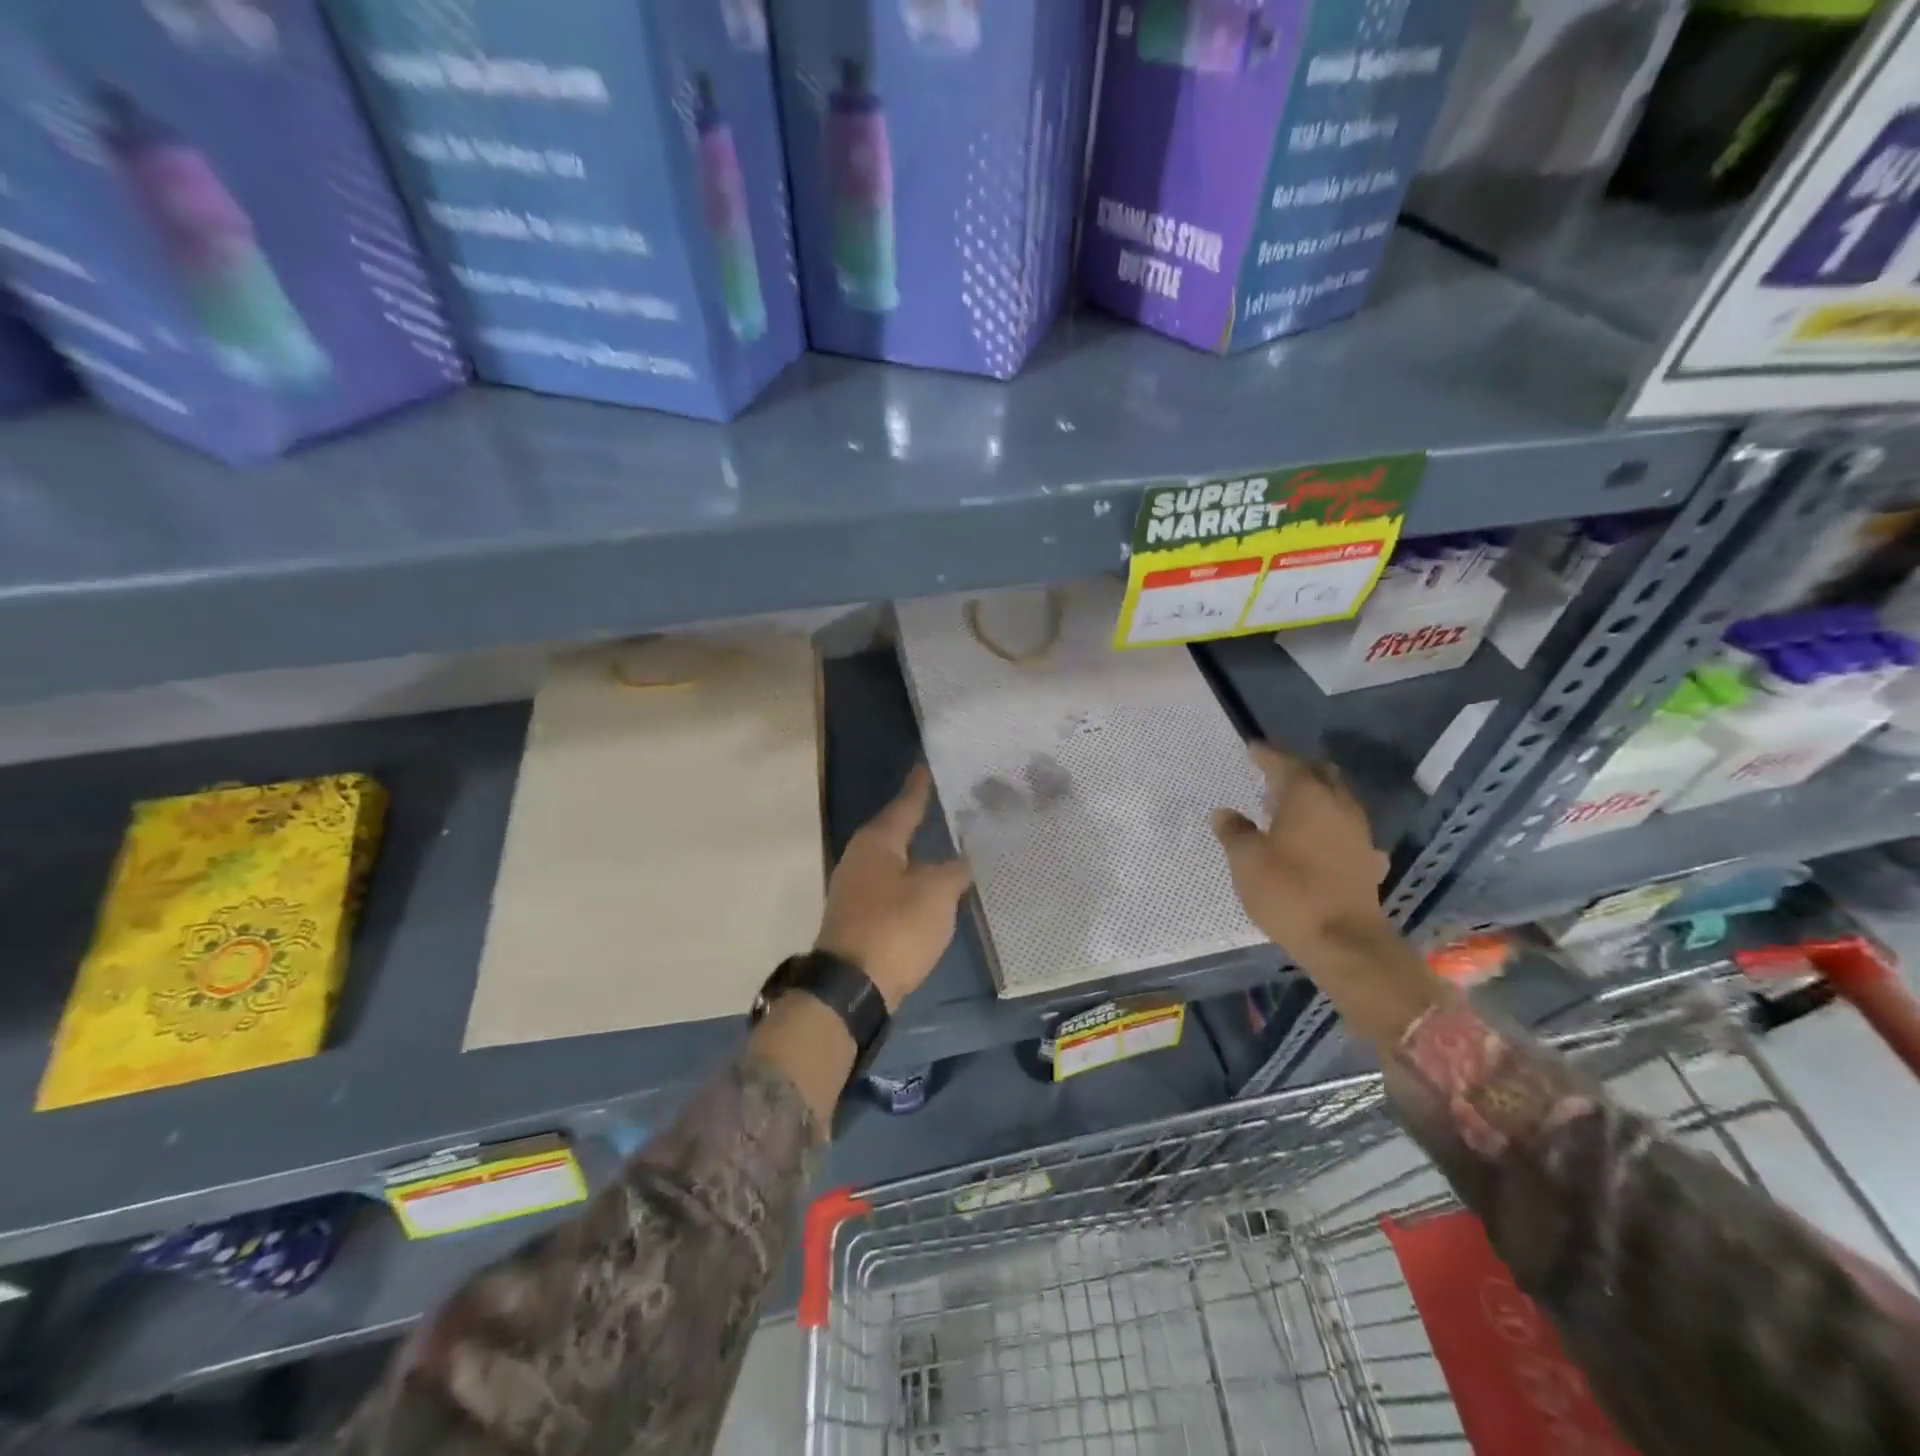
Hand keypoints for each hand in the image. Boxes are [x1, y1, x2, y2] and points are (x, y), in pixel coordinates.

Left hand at [817, 764, 971, 1009]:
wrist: (853, 987)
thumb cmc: (895, 927)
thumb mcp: (936, 893)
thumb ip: (955, 870)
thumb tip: (963, 860)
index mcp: (877, 841)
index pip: (906, 803)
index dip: (920, 786)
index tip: (928, 764)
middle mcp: (861, 858)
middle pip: (897, 830)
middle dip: (922, 818)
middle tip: (951, 803)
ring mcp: (857, 889)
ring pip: (895, 860)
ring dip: (919, 853)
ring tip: (948, 843)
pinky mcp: (861, 916)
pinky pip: (893, 886)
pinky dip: (913, 881)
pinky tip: (932, 886)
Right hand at [1212, 742, 1392, 960]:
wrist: (1344, 941)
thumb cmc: (1288, 891)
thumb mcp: (1246, 860)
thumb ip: (1234, 831)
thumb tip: (1224, 813)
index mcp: (1307, 796)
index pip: (1285, 763)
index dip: (1266, 755)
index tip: (1251, 749)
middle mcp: (1338, 805)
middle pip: (1319, 774)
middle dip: (1296, 769)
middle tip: (1271, 775)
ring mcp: (1358, 833)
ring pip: (1336, 800)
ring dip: (1314, 796)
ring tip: (1287, 807)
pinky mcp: (1367, 860)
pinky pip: (1346, 830)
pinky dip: (1328, 826)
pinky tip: (1317, 840)